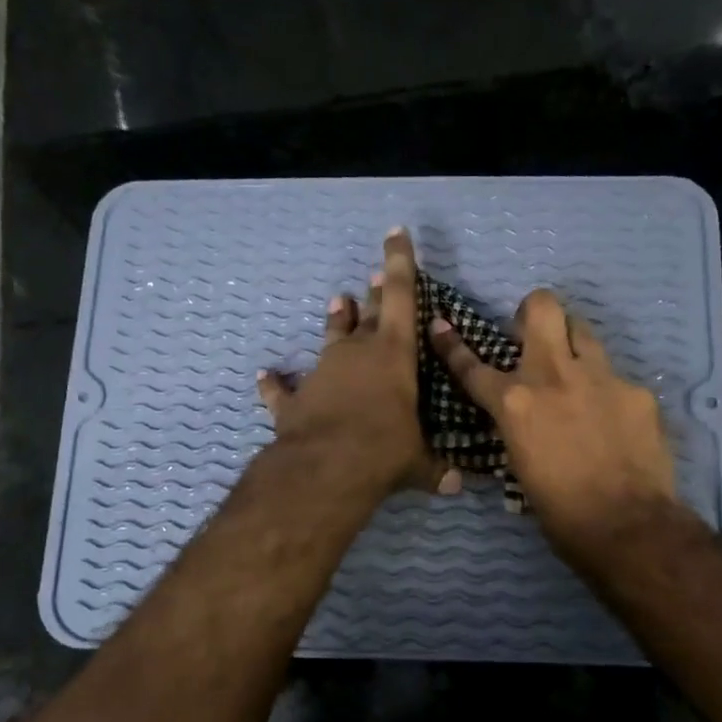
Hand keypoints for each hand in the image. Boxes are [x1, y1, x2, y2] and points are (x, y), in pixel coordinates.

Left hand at [257, 228, 461, 500]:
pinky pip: (283, 388)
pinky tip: (264, 375)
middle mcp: (356, 354)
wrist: (325, 468)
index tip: (396, 234)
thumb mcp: (417, 462)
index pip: (401, 297)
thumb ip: (435, 469)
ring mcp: (321, 373)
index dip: (400, 263)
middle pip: (368, 314)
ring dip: (336, 322)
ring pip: (331, 338)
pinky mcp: (293, 399)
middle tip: (374, 278)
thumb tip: (457, 487)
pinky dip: (275, 383)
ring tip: (337, 302)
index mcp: (393, 355)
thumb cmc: (384, 451)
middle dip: (374, 295)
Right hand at [428, 288, 676, 556]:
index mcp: (515, 403)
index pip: (473, 366)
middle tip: (532, 336)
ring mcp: (601, 378)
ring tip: (574, 373)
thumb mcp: (520, 466)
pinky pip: (616, 378)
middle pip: (543, 308)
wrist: (626, 526)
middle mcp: (554, 376)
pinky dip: (607, 393)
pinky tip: (614, 421)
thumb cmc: (560, 511)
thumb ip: (517, 429)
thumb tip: (519, 419)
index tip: (441, 325)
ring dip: (571, 344)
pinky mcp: (637, 391)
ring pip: (583, 330)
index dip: (452, 345)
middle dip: (532, 312)